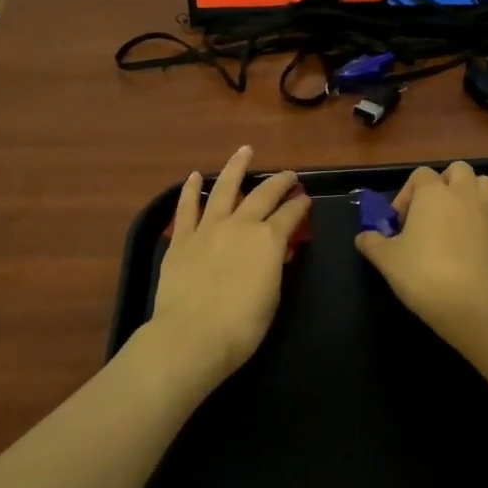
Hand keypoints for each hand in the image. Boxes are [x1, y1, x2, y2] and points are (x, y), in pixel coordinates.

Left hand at [145, 146, 309, 392]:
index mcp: (269, 240)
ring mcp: (209, 228)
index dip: (300, 206)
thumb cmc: (241, 326)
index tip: (305, 200)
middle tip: (288, 174)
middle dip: (279, 182)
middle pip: (264, 194)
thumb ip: (274, 267)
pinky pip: (187, 207)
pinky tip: (195, 175)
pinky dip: (191, 189)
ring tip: (244, 151)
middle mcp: (241, 224)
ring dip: (236, 167)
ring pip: (225, 188)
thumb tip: (277, 251)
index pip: (291, 215)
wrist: (192, 335)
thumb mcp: (271, 297)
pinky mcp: (182, 238)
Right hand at [354, 161, 487, 350]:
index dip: (407, 195)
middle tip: (432, 212)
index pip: (420, 175)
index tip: (400, 223)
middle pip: (459, 170)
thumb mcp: (386, 260)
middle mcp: (464, 194)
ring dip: (471, 194)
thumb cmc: (423, 275)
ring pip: (485, 185)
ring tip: (458, 220)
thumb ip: (372, 243)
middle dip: (445, 183)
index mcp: (433, 193)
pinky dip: (487, 222)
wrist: (471, 305)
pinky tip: (476, 243)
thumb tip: (363, 237)